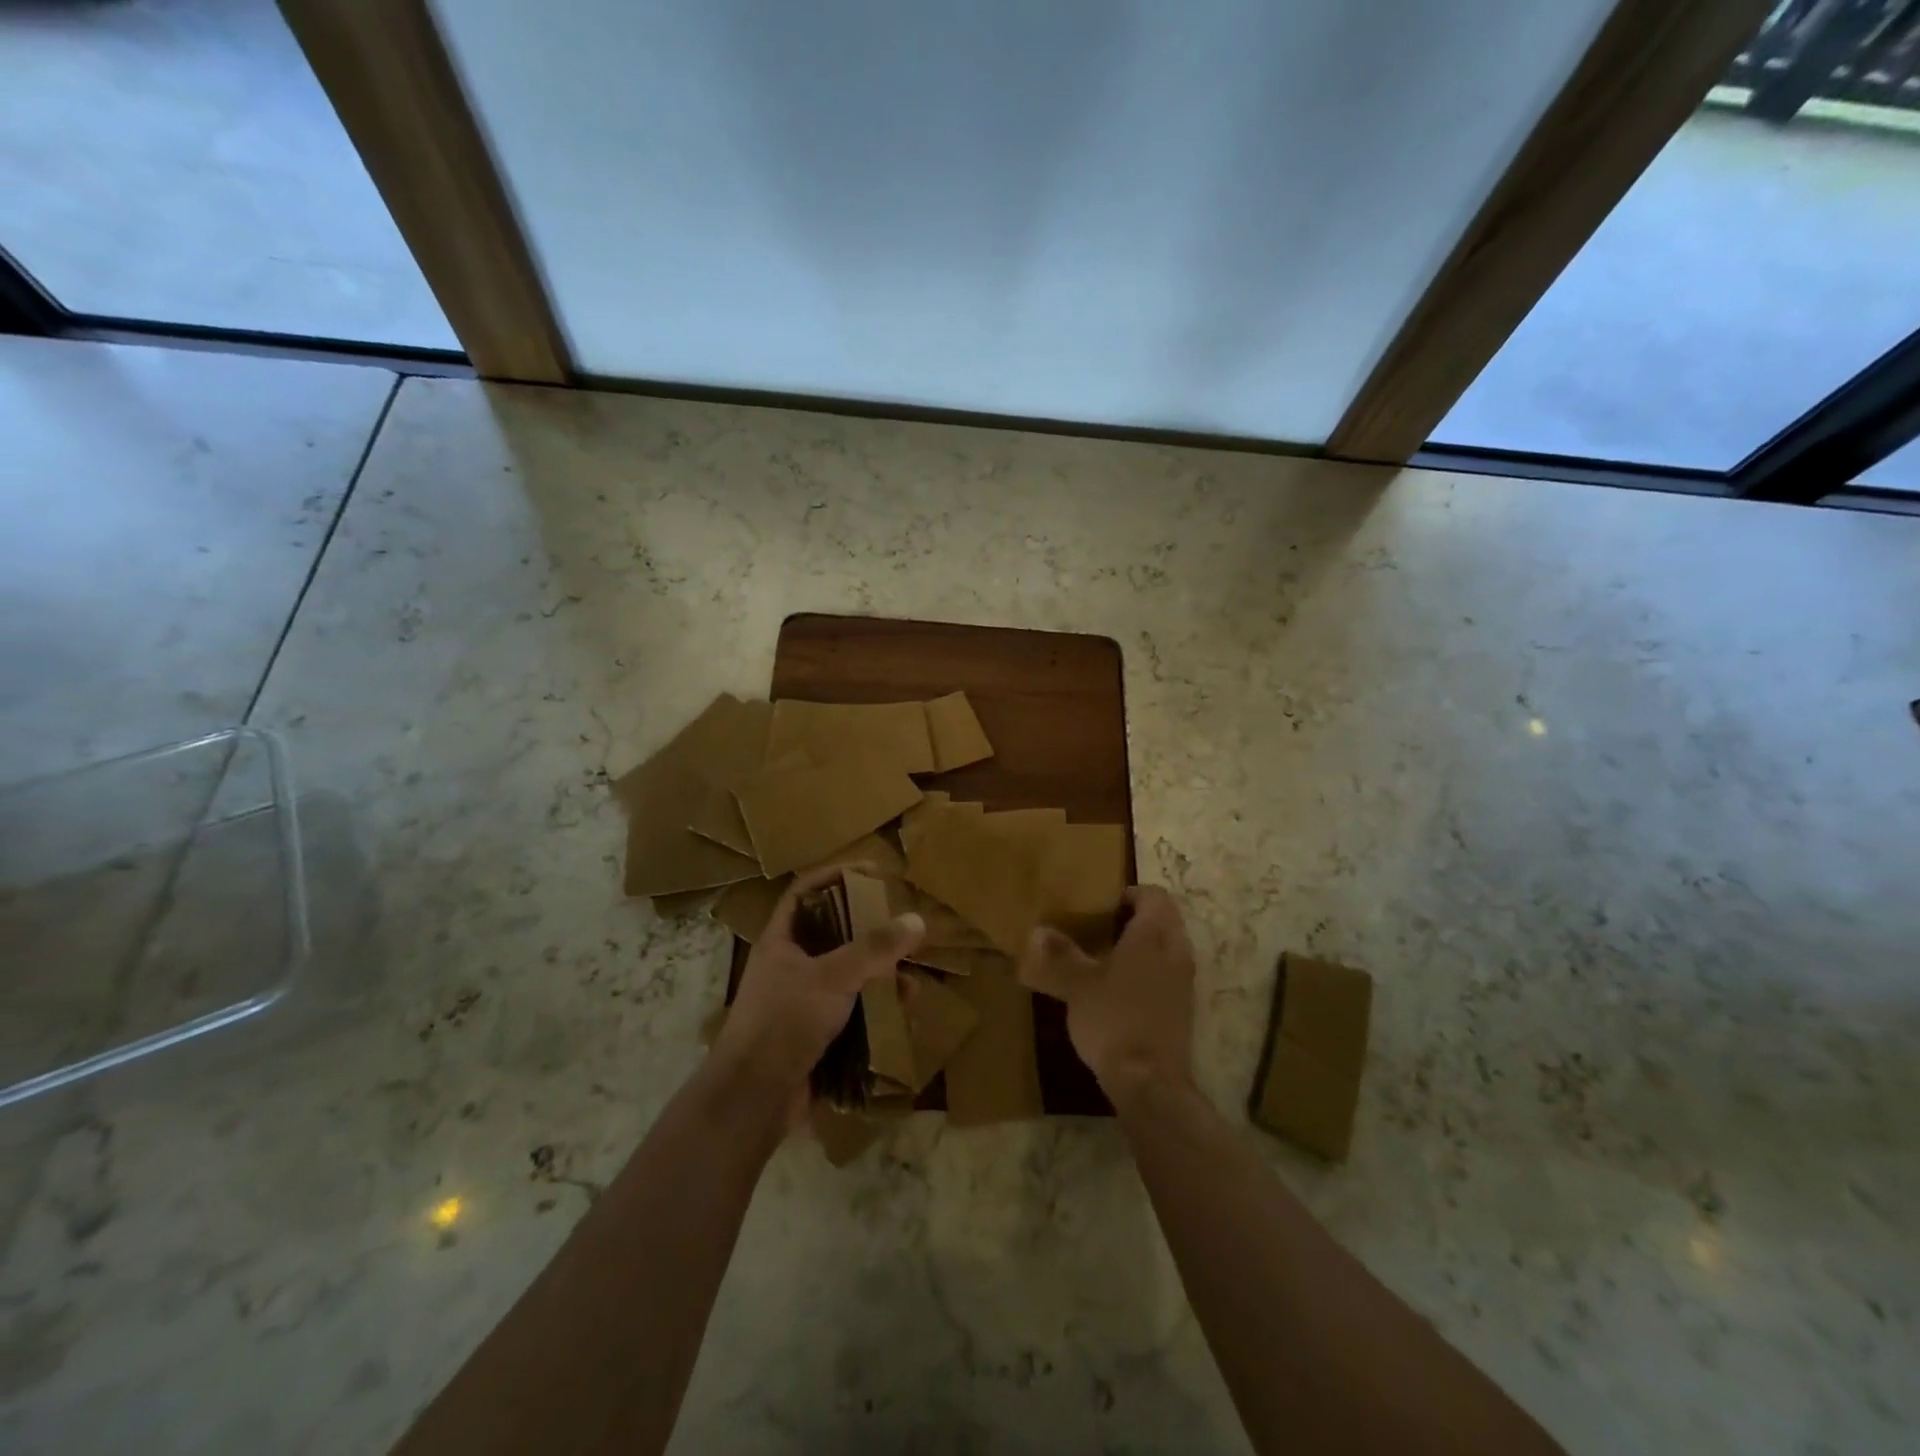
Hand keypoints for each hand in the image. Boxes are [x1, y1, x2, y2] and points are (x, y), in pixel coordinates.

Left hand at [710, 865, 924, 1120]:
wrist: (753, 1099)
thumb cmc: (785, 1022)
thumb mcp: (833, 976)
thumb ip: (875, 948)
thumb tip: (917, 919)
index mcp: (782, 942)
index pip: (806, 893)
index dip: (836, 876)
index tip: (873, 873)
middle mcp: (790, 967)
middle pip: (834, 937)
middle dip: (871, 936)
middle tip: (903, 933)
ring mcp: (801, 1004)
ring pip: (848, 979)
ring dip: (880, 980)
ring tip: (910, 987)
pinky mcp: (815, 1037)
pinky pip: (851, 1015)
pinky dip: (875, 1014)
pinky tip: (900, 1020)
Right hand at [1018, 885, 1194, 1101]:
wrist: (1149, 1081)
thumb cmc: (1113, 1019)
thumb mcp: (1077, 984)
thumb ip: (1060, 955)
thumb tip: (1037, 931)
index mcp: (1153, 935)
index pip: (1155, 896)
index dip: (1132, 893)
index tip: (1105, 904)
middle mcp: (1175, 951)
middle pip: (1166, 919)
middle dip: (1139, 918)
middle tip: (1104, 927)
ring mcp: (1183, 981)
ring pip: (1169, 947)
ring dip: (1146, 945)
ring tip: (1109, 957)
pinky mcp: (1183, 1008)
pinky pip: (1169, 973)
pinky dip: (1151, 971)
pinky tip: (1122, 990)